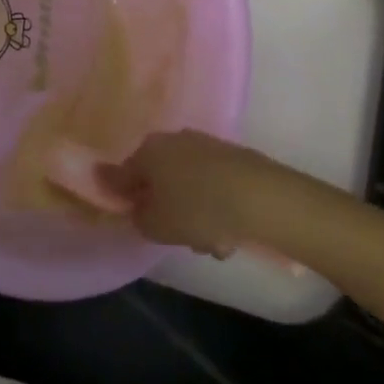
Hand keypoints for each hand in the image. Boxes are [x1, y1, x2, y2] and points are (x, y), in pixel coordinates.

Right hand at [95, 130, 303, 256]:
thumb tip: (134, 205)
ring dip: (196, 215)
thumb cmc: (196, 209)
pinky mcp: (233, 158)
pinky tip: (230, 233)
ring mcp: (206, 147)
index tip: (135, 222)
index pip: (124, 175)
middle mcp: (174, 140)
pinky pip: (213, 187)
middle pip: (160, 181)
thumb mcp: (154, 225)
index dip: (125, 200)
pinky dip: (217, 209)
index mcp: (148, 150)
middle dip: (167, 210)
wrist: (259, 197)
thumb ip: (135, 216)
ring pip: (189, 187)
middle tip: (178, 236)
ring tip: (214, 243)